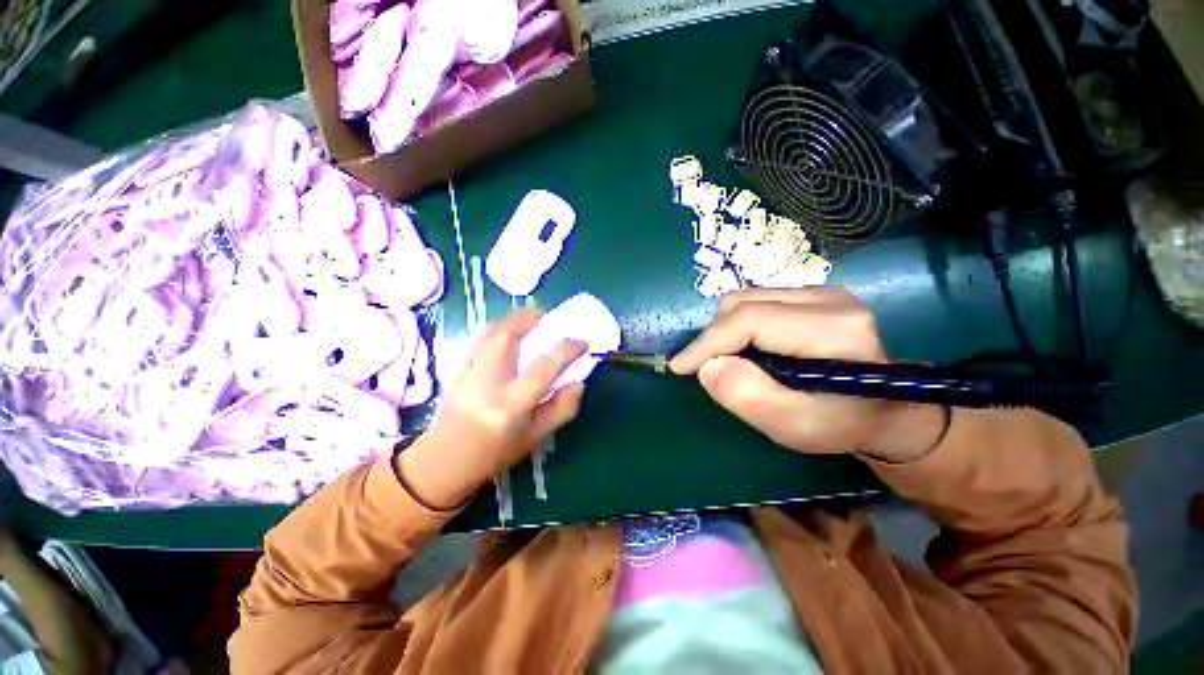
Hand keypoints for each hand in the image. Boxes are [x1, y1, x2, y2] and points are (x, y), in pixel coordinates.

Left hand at [397, 309, 586, 509]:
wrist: (443, 463)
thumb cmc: (494, 454)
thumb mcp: (535, 438)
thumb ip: (562, 409)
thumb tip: (579, 383)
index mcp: (511, 405)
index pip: (544, 367)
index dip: (567, 349)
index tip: (583, 342)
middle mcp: (488, 383)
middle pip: (507, 335)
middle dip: (532, 317)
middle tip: (551, 317)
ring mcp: (468, 372)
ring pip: (491, 331)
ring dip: (515, 319)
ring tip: (534, 320)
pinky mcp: (458, 368)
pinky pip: (482, 337)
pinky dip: (500, 328)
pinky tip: (511, 334)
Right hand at [669, 288, 948, 462]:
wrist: (890, 411)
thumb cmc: (844, 424)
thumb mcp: (796, 427)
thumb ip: (749, 396)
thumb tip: (707, 367)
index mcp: (833, 328)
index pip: (750, 319)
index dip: (708, 342)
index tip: (680, 367)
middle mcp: (829, 298)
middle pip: (744, 303)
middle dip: (715, 337)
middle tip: (709, 369)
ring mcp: (822, 292)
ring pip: (747, 299)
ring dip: (726, 331)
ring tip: (731, 361)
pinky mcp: (814, 296)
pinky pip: (757, 302)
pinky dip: (740, 326)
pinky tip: (750, 349)